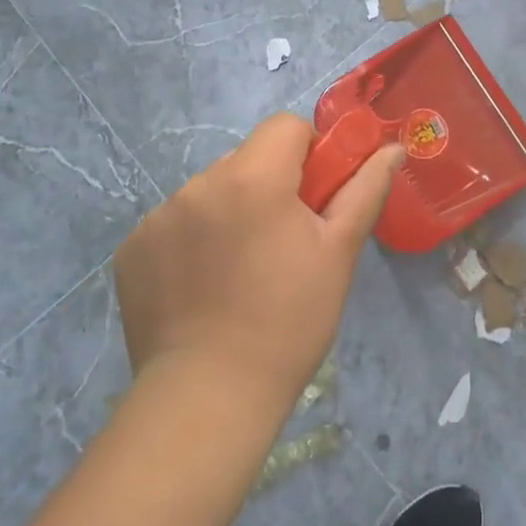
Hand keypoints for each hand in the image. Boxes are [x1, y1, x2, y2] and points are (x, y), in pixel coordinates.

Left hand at [112, 114, 402, 406]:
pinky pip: (175, 223)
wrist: (208, 398)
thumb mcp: (339, 252)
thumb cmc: (289, 320)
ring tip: (241, 271)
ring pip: (211, 191)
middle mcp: (199, 183)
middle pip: (247, 159)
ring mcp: (158, 216)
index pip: (285, 127)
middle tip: (283, 242)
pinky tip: (203, 286)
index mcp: (252, 177)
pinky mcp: (132, 249)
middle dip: (269, 185)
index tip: (314, 199)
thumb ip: (365, 190)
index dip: (308, 153)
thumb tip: (393, 149)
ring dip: (231, 211)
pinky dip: (194, 240)